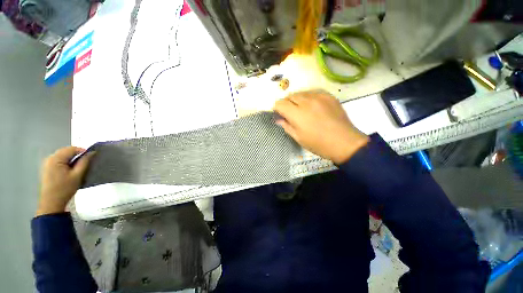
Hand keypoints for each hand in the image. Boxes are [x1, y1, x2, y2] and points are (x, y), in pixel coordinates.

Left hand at [36, 147, 94, 215]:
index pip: (71, 149)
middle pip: (65, 151)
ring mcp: (47, 163)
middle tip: (86, 161)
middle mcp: (50, 158)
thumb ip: (84, 162)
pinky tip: (69, 169)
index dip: (82, 151)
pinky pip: (58, 160)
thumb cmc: (65, 188)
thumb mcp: (77, 175)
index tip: (91, 156)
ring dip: (71, 158)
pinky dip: (66, 162)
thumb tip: (91, 153)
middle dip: (76, 154)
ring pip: (62, 155)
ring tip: (78, 166)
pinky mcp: (47, 168)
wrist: (51, 202)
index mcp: (56, 159)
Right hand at [274, 90, 368, 163]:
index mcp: (297, 114)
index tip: (278, 113)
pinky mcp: (328, 96)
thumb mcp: (299, 138)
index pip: (280, 103)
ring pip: (301, 92)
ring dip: (297, 99)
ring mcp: (319, 96)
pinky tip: (312, 105)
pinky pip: (313, 92)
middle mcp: (307, 101)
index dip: (276, 108)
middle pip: (290, 96)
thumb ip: (286, 126)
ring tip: (301, 109)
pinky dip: (308, 97)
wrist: (344, 142)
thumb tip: (278, 119)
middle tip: (289, 112)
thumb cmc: (318, 144)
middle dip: (286, 103)